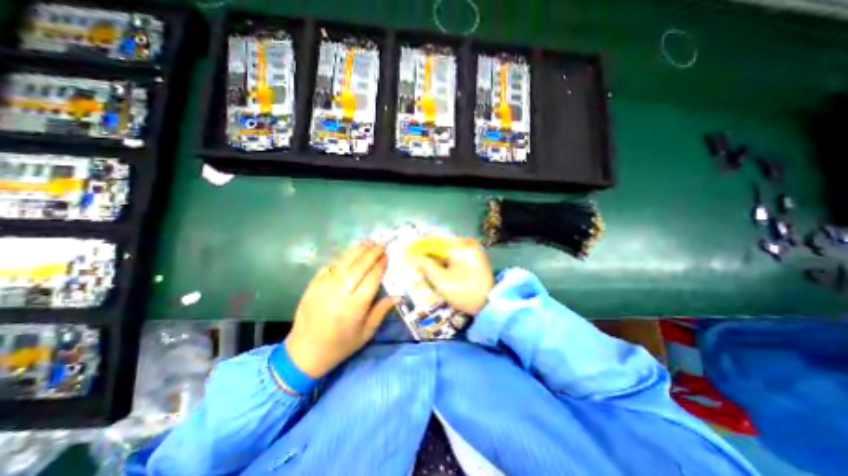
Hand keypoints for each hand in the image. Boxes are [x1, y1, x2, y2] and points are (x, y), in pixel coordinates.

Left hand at [284, 241, 398, 378]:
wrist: (305, 352)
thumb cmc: (341, 345)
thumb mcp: (366, 333)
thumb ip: (381, 311)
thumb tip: (398, 295)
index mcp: (355, 308)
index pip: (371, 279)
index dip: (380, 265)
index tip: (387, 255)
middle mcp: (340, 294)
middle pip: (358, 267)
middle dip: (371, 253)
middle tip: (381, 244)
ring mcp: (324, 287)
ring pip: (344, 263)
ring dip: (357, 250)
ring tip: (368, 242)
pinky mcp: (313, 285)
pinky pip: (329, 266)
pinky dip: (341, 257)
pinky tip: (350, 252)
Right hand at [413, 237, 494, 315]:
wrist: (489, 304)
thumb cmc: (465, 293)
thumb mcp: (442, 281)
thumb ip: (426, 266)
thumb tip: (413, 256)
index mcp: (460, 246)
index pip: (434, 241)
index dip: (421, 247)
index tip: (410, 254)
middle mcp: (467, 242)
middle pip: (441, 244)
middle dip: (429, 253)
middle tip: (417, 262)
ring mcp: (473, 248)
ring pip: (448, 249)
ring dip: (437, 257)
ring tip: (426, 266)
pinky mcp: (475, 255)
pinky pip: (455, 253)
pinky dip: (446, 260)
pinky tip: (439, 268)